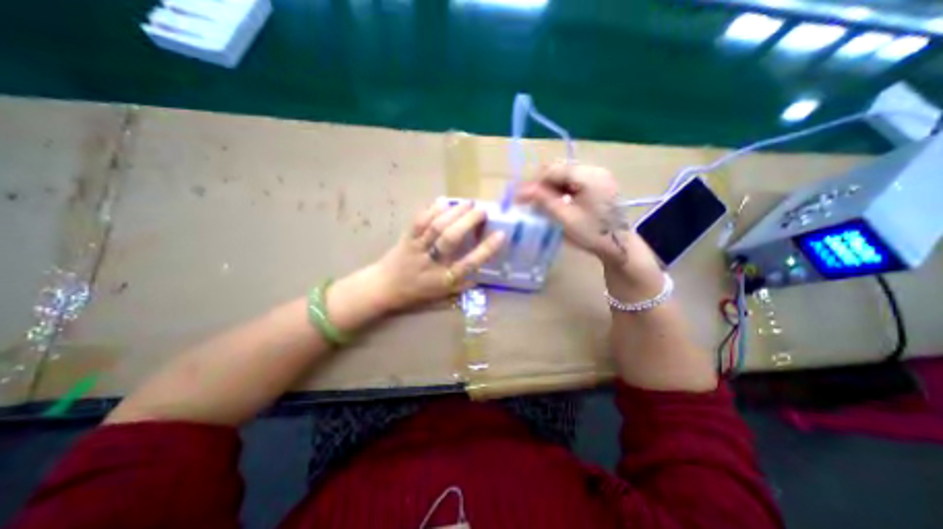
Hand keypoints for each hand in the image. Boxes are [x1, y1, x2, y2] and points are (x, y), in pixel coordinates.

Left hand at [369, 200, 504, 311]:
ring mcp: (417, 248)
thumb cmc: (416, 293)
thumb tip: (481, 275)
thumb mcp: (442, 295)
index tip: (500, 234)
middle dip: (468, 221)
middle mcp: (432, 263)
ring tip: (467, 203)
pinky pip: (419, 221)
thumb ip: (462, 285)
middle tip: (482, 210)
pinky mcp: (406, 238)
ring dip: (454, 212)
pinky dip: (432, 209)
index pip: (468, 263)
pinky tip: (444, 202)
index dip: (485, 249)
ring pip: (436, 226)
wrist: (384, 287)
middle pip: (451, 239)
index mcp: (444, 279)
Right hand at [515, 160, 661, 289]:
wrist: (620, 247)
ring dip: (550, 187)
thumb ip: (544, 200)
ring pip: (565, 176)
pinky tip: (555, 202)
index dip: (534, 182)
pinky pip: (573, 182)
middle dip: (541, 184)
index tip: (520, 197)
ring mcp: (598, 177)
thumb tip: (522, 190)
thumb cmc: (593, 234)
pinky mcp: (598, 185)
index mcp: (588, 175)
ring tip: (540, 203)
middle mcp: (594, 170)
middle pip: (559, 170)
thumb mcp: (565, 218)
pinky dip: (561, 190)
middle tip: (529, 201)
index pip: (553, 170)